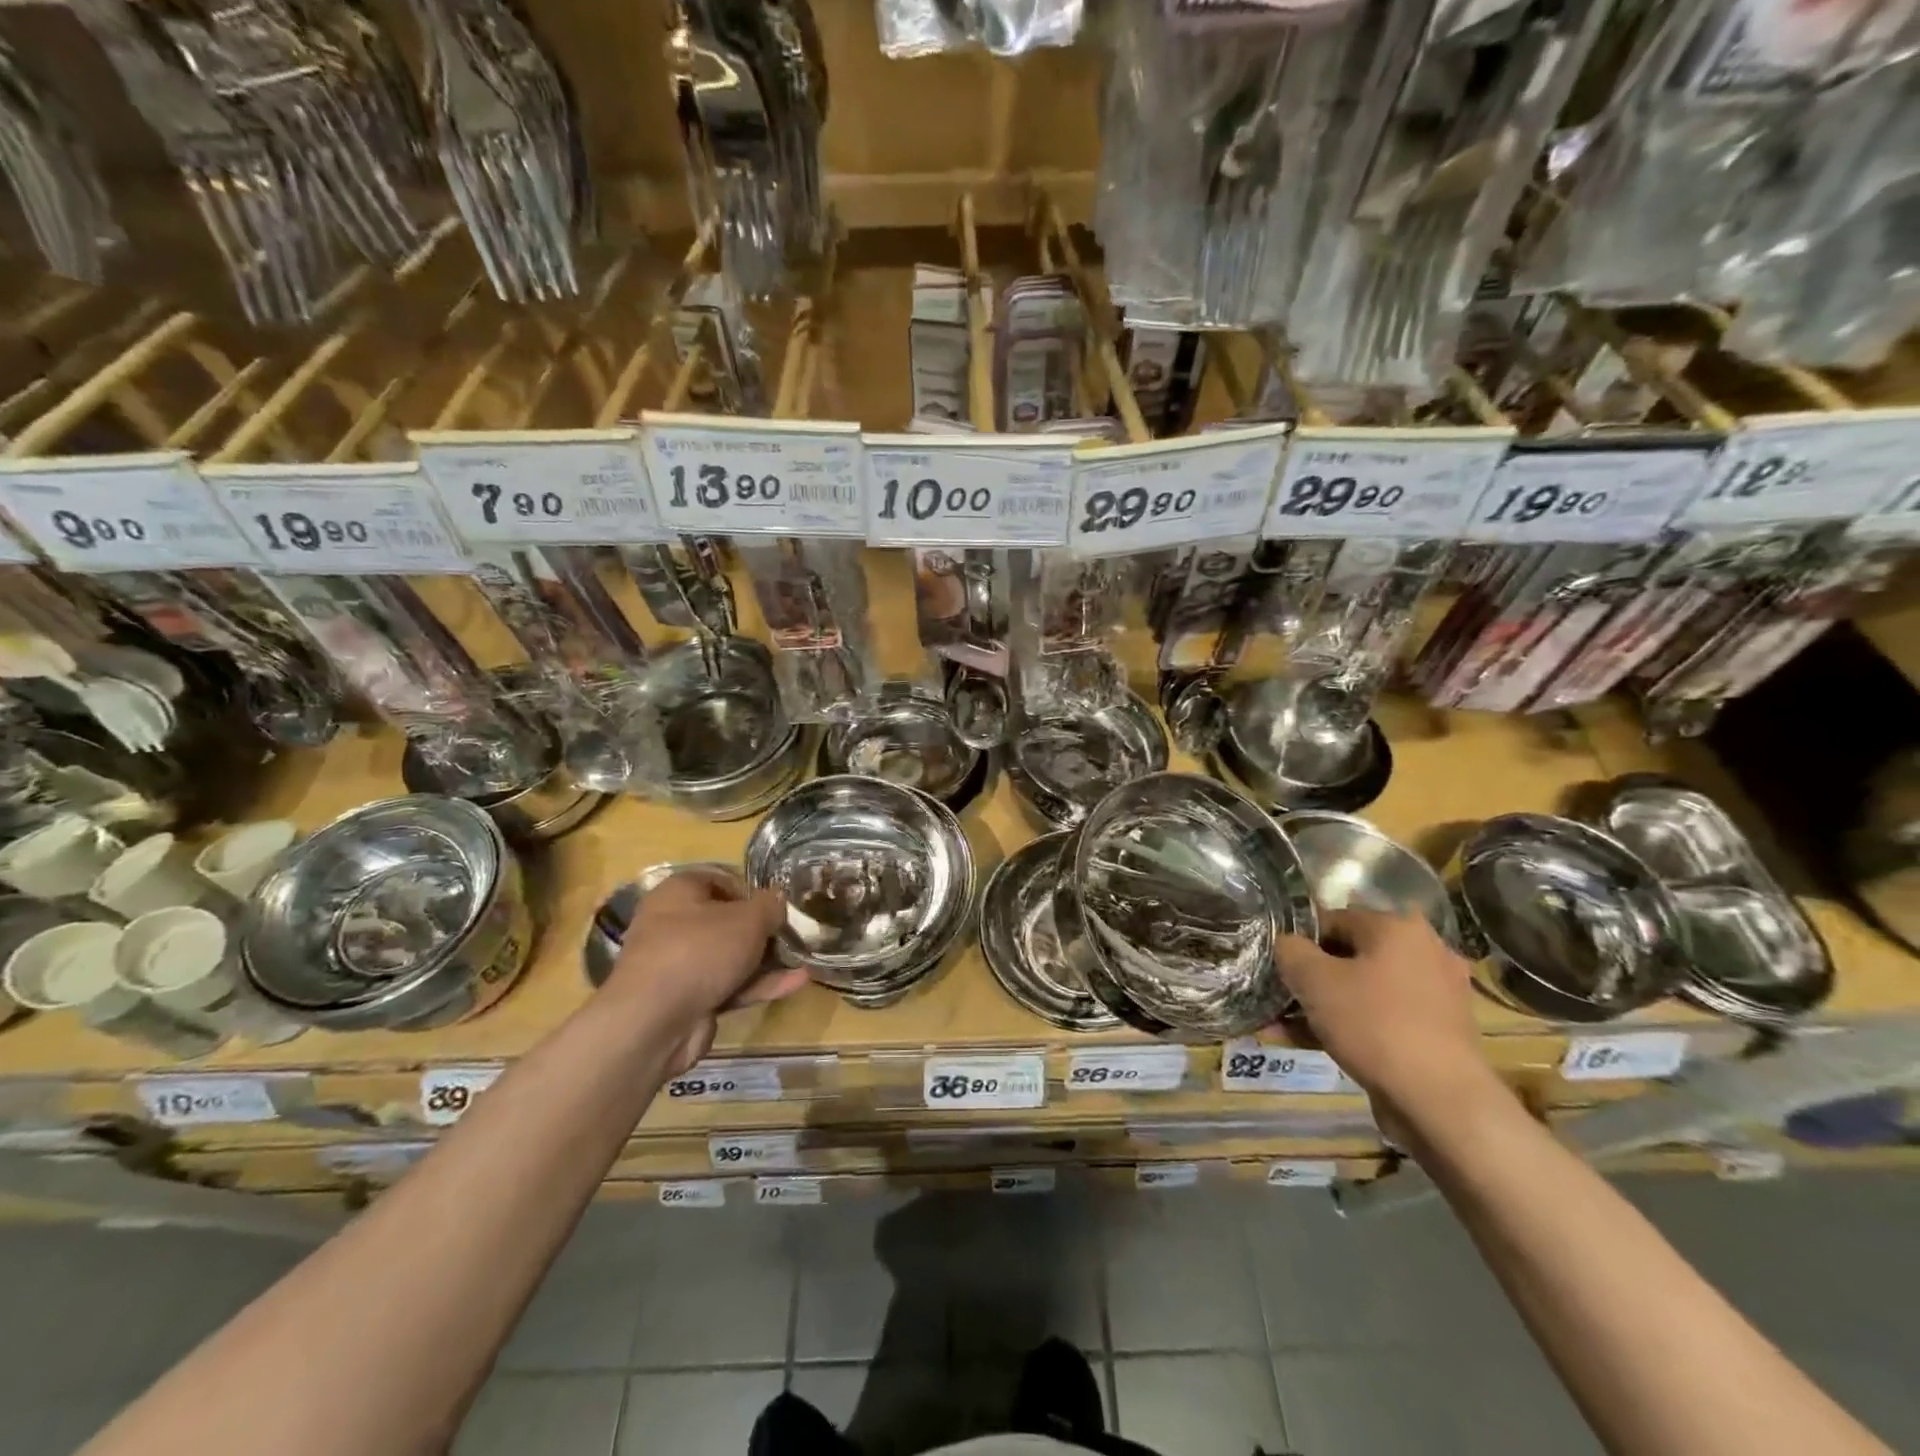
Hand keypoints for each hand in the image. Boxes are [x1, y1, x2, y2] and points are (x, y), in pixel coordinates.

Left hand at [603, 869, 809, 1074]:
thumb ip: (770, 906)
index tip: (777, 904)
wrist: (654, 1023)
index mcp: (679, 892)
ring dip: (766, 959)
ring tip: (803, 958)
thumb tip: (778, 900)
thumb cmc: (700, 950)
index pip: (720, 879)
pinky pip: (729, 984)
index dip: (752, 890)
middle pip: (727, 920)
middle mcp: (673, 924)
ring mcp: (679, 964)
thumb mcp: (748, 918)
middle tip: (793, 933)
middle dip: (763, 929)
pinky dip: (759, 984)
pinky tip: (796, 983)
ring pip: (730, 956)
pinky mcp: (688, 999)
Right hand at [1274, 909, 1499, 1123]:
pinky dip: (1349, 1027)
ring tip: (1284, 1027)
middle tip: (1280, 997)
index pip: (1333, 919)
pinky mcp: (1438, 1033)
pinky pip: (1381, 1018)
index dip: (1299, 941)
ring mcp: (1436, 996)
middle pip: (1349, 957)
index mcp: (1398, 928)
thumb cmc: (1373, 1023)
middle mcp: (1425, 953)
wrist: (1440, 1101)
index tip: (1277, 966)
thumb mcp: (1313, 979)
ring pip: (1363, 991)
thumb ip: (1290, 950)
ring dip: (1324, 1006)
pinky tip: (1312, 1045)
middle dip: (1310, 978)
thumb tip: (1287, 944)